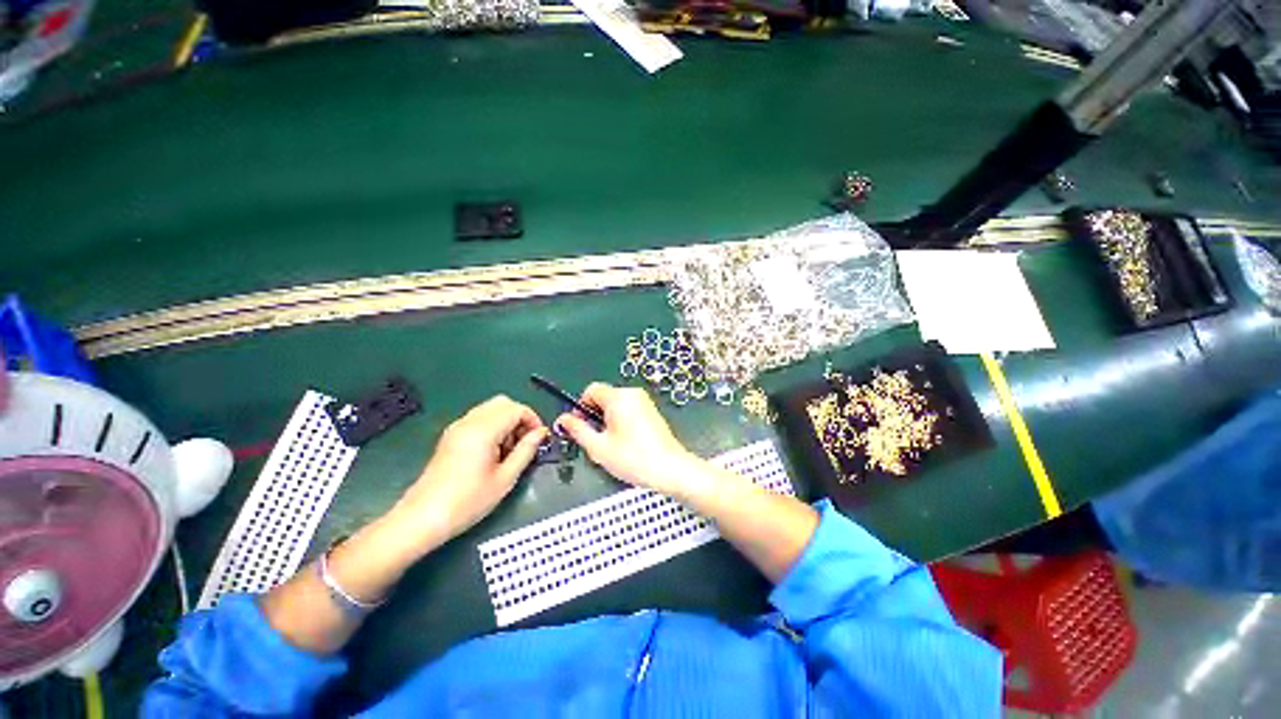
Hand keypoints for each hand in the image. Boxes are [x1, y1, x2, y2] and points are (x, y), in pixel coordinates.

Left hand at [387, 395, 546, 554]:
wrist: (423, 518)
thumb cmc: (468, 501)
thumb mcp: (505, 478)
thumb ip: (526, 450)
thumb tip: (540, 433)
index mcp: (484, 430)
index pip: (516, 409)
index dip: (533, 419)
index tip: (540, 438)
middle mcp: (469, 422)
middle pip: (503, 403)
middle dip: (520, 417)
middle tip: (526, 442)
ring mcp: (457, 428)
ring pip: (490, 409)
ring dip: (507, 421)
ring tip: (510, 450)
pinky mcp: (450, 436)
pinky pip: (478, 419)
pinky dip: (493, 426)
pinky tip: (493, 452)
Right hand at [556, 383, 703, 497]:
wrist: (669, 468)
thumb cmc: (633, 458)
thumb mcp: (598, 447)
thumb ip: (578, 430)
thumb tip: (564, 419)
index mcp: (618, 397)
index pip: (591, 390)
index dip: (581, 406)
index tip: (581, 426)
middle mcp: (632, 394)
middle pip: (604, 396)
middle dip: (595, 415)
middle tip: (597, 439)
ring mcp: (644, 401)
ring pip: (616, 404)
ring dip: (608, 419)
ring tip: (612, 443)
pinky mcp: (651, 410)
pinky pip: (628, 409)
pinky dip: (621, 420)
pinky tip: (626, 441)